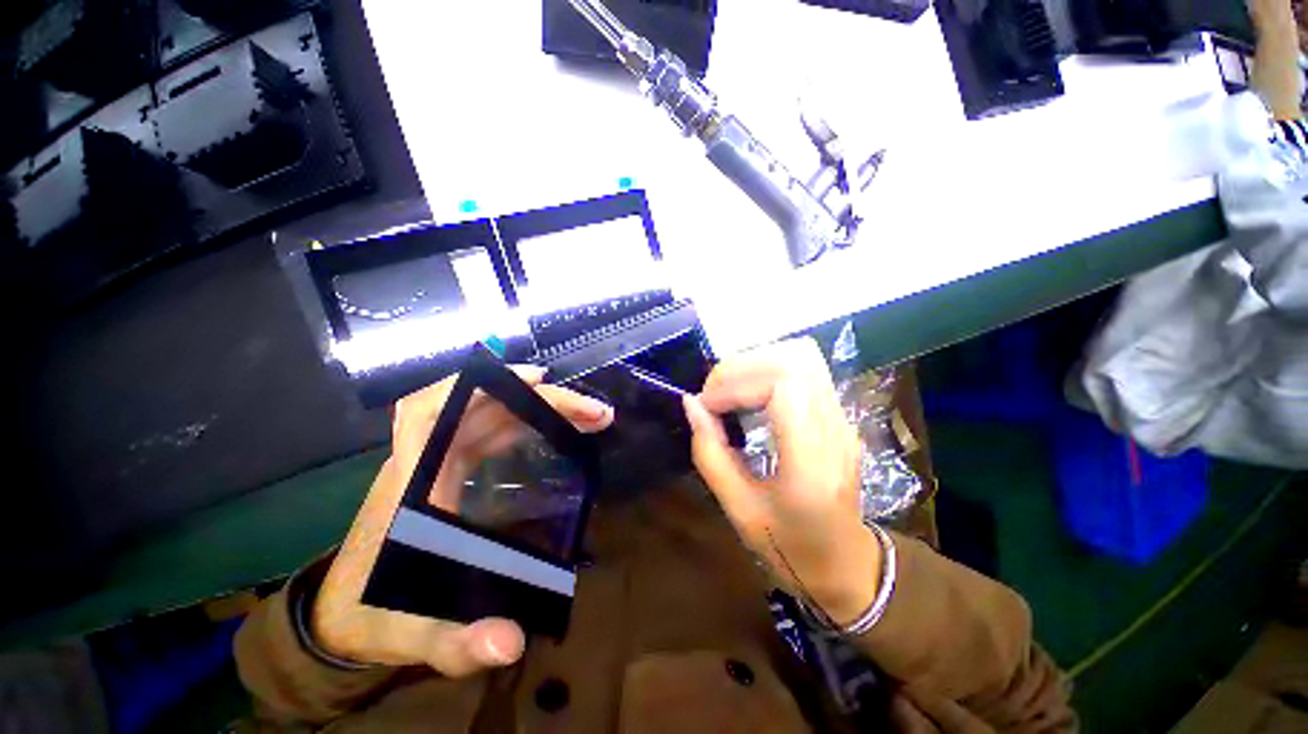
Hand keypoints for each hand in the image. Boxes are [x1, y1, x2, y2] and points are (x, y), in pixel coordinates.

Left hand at [313, 367, 613, 675]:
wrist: (342, 615)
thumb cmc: (368, 614)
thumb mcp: (407, 635)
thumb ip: (453, 643)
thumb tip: (511, 642)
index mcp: (410, 482)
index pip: (426, 410)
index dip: (471, 384)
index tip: (529, 380)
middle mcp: (426, 461)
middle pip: (481, 408)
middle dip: (539, 400)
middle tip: (592, 412)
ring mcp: (441, 463)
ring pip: (491, 417)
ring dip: (539, 409)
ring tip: (587, 417)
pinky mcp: (452, 472)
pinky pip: (492, 434)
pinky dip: (526, 425)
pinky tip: (554, 432)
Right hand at [683, 338, 881, 626]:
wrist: (846, 565)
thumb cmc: (790, 548)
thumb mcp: (739, 510)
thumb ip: (710, 454)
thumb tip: (690, 404)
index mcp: (812, 463)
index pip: (784, 385)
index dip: (736, 383)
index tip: (707, 404)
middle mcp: (836, 430)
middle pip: (794, 359)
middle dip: (742, 366)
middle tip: (713, 394)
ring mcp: (843, 419)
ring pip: (802, 356)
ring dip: (755, 363)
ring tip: (728, 390)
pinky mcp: (838, 415)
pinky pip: (805, 370)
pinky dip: (768, 370)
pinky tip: (748, 394)